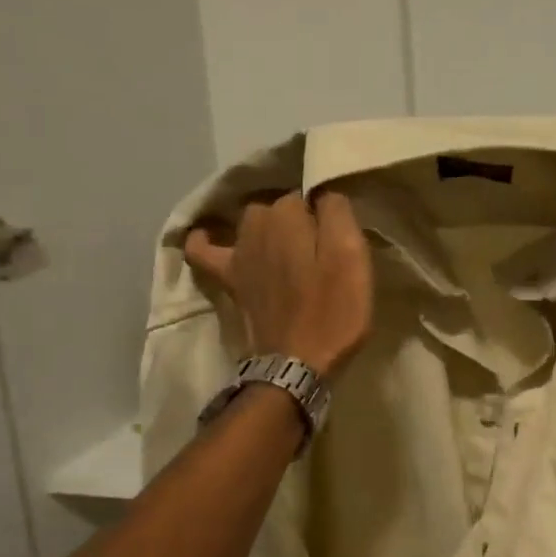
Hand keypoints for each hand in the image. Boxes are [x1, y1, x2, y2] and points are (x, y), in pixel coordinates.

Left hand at [184, 191, 373, 378]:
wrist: (298, 363)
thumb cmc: (334, 310)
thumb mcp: (352, 255)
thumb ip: (338, 212)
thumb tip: (323, 193)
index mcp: (289, 214)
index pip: (310, 194)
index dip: (326, 214)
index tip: (339, 236)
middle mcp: (257, 223)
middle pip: (281, 206)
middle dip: (299, 218)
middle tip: (321, 247)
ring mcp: (237, 251)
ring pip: (253, 221)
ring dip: (269, 227)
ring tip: (290, 246)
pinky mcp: (228, 278)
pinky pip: (203, 250)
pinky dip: (205, 239)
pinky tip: (209, 235)